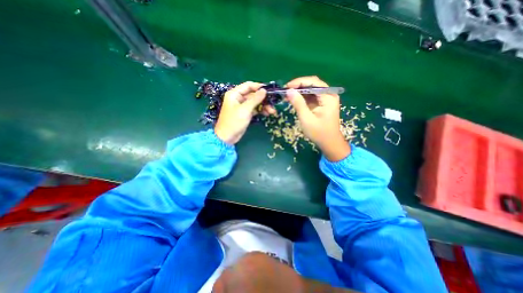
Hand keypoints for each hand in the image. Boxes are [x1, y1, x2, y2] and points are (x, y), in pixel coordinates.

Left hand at [214, 82, 266, 144]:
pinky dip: (260, 110)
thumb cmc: (234, 122)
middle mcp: (238, 98)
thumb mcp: (245, 109)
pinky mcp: (245, 113)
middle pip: (253, 95)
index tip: (270, 90)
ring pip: (255, 102)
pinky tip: (267, 113)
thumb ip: (255, 99)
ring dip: (264, 106)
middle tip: (273, 103)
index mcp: (235, 94)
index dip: (259, 86)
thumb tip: (264, 90)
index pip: (248, 85)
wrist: (227, 137)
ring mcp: (242, 106)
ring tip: (272, 111)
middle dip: (263, 99)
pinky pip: (254, 109)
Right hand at [285, 76, 350, 161]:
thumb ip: (298, 104)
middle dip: (298, 86)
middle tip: (286, 91)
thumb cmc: (319, 132)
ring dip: (299, 91)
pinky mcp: (322, 103)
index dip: (299, 82)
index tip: (287, 87)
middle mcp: (329, 94)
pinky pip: (311, 96)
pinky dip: (302, 97)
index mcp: (328, 97)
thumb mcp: (306, 119)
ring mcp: (326, 98)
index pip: (314, 82)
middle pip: (313, 84)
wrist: (329, 142)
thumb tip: (289, 91)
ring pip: (311, 89)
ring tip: (287, 95)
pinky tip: (294, 99)